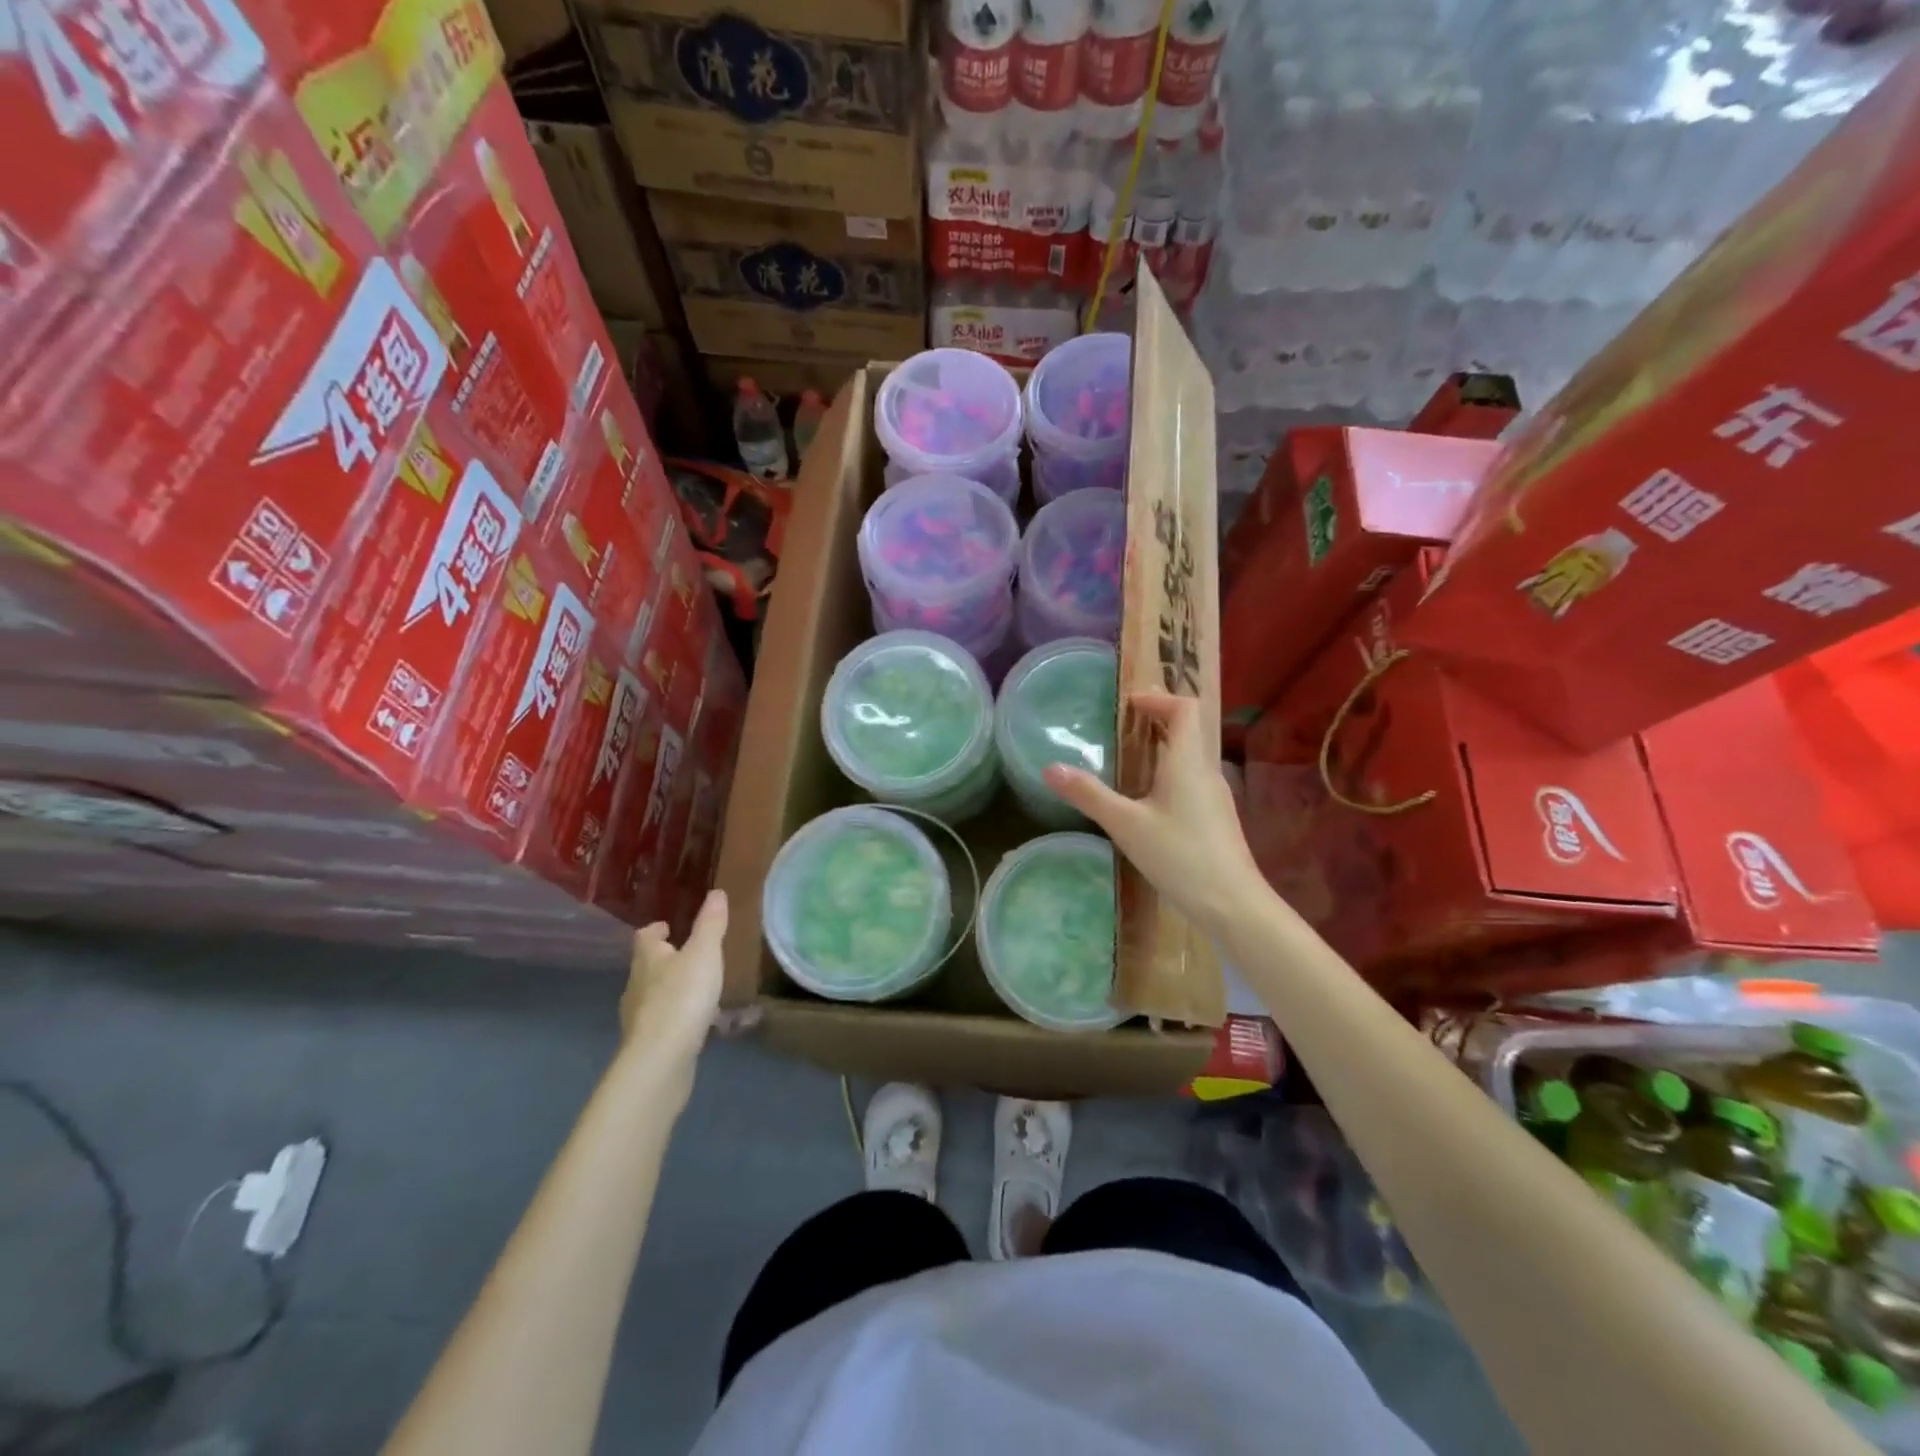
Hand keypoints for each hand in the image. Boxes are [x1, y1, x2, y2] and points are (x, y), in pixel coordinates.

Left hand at [620, 891, 729, 1063]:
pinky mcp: (648, 1043)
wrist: (660, 1059)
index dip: (656, 930)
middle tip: (689, 955)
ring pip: (654, 995)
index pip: (645, 936)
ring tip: (698, 989)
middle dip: (665, 959)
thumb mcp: (704, 954)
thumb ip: (711, 924)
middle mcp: (637, 984)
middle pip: (647, 965)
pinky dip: (677, 1017)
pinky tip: (696, 1022)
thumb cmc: (682, 997)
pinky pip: (663, 1022)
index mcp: (648, 958)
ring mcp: (639, 1017)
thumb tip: (716, 892)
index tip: (669, 926)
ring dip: (671, 989)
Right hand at [1044, 692, 1264, 934]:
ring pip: (1190, 757)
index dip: (1158, 698)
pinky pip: (1192, 781)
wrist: (1233, 905)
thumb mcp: (1126, 825)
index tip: (1129, 705)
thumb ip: (1089, 795)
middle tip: (1122, 725)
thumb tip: (1050, 769)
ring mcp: (1215, 797)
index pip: (1184, 708)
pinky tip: (1148, 801)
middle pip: (1188, 730)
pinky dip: (1169, 774)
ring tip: (1129, 759)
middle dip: (1157, 720)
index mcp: (1187, 763)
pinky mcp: (1216, 819)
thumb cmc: (1180, 856)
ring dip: (1163, 748)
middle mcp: (1206, 772)